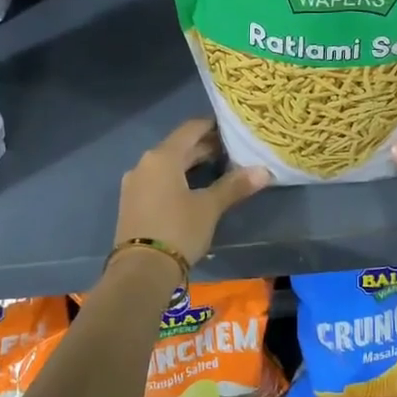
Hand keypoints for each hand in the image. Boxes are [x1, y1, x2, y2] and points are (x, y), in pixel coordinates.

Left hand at [114, 120, 271, 265]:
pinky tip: (194, 189)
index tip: (233, 128)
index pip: (191, 128)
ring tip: (219, 168)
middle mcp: (145, 163)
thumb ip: (234, 186)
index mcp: (163, 157)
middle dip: (205, 147)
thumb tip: (264, 171)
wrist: (140, 270)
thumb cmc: (178, 230)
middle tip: (233, 150)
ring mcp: (135, 183)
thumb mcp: (209, 207)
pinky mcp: (132, 202)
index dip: (213, 126)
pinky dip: (177, 178)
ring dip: (191, 163)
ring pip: (168, 164)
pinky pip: (158, 180)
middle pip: (179, 146)